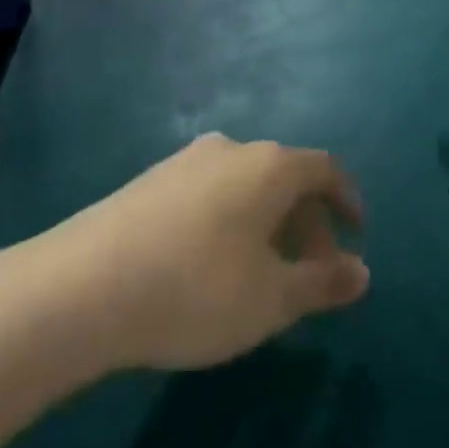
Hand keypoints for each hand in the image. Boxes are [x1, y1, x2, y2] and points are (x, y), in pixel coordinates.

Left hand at [27, 134, 367, 372]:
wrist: (86, 283)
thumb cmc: (197, 289)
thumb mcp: (272, 299)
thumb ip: (322, 282)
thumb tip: (362, 271)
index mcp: (268, 166)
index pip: (324, 168)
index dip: (346, 200)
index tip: (355, 236)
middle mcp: (230, 148)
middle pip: (284, 176)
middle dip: (306, 221)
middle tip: (310, 273)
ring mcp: (186, 160)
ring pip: (245, 184)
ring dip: (267, 222)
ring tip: (263, 273)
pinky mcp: (152, 178)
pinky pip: (211, 191)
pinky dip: (230, 218)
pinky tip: (212, 263)